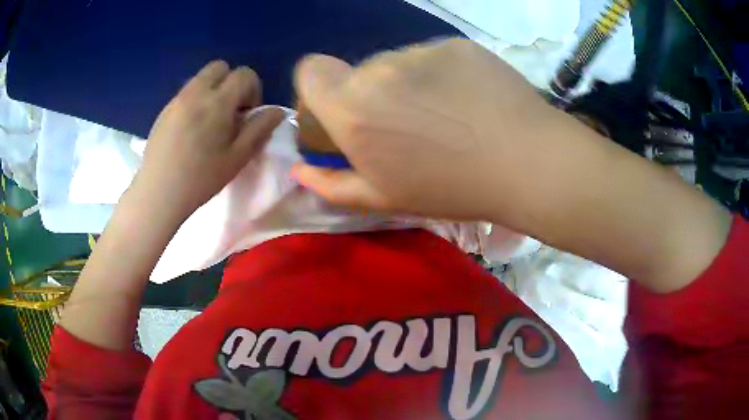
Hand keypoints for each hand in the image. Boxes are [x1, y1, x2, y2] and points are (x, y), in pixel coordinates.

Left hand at [137, 60, 283, 217]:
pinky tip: (190, 130)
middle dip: (230, 82)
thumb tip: (277, 111)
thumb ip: (259, 129)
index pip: (244, 74)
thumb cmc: (201, 178)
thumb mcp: (237, 158)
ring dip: (212, 91)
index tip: (247, 114)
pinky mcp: (164, 110)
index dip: (253, 89)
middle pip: (220, 67)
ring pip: (201, 78)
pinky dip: (195, 101)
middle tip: (229, 111)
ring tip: (209, 122)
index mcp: (218, 102)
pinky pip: (186, 93)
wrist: (159, 193)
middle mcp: (196, 92)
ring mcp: (177, 100)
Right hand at [293, 39, 730, 292]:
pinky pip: (433, 57)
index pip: (310, 70)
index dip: (319, 87)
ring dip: (407, 85)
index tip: (341, 110)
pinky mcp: (456, 45)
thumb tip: (298, 171)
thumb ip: (332, 184)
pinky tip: (468, 101)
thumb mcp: (385, 199)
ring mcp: (421, 51)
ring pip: (397, 64)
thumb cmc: (452, 189)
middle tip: (409, 127)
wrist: (528, 162)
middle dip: (371, 96)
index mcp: (353, 108)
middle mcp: (379, 69)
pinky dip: (440, 76)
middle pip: (358, 72)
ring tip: (445, 117)